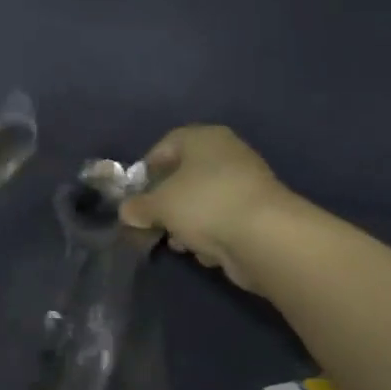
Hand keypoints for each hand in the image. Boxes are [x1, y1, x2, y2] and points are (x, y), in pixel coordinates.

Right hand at [120, 126, 288, 292]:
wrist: (264, 237)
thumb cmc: (204, 205)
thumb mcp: (158, 205)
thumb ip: (138, 206)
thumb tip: (126, 211)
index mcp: (203, 138)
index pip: (166, 145)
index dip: (146, 168)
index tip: (135, 194)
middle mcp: (226, 154)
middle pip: (184, 175)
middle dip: (165, 202)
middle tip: (152, 221)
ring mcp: (245, 183)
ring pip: (202, 200)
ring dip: (185, 222)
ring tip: (177, 242)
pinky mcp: (256, 213)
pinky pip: (222, 219)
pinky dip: (211, 233)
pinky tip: (205, 250)